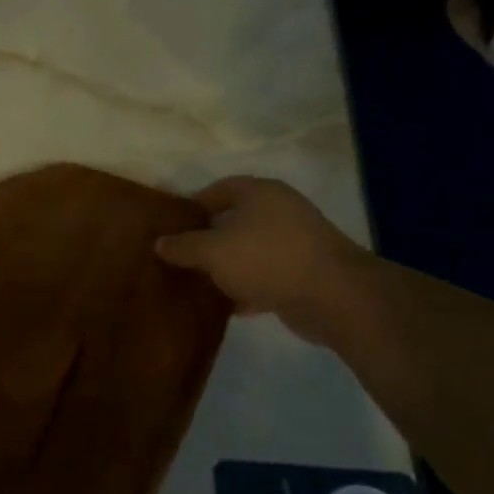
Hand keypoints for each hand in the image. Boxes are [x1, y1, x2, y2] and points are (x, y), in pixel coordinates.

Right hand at [154, 176, 373, 345]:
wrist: (333, 297)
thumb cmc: (266, 259)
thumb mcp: (212, 251)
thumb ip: (183, 246)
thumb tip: (160, 243)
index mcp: (261, 194)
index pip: (221, 188)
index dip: (195, 203)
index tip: (172, 224)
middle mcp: (281, 212)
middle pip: (236, 220)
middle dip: (209, 238)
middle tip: (181, 254)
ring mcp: (296, 243)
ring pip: (250, 250)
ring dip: (228, 265)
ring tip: (199, 281)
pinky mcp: (305, 273)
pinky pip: (266, 276)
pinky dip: (248, 288)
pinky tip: (228, 305)